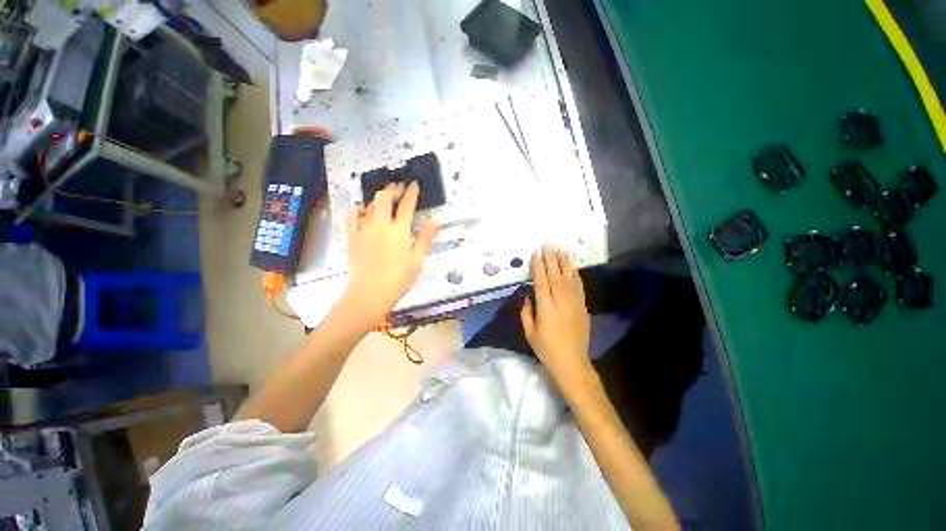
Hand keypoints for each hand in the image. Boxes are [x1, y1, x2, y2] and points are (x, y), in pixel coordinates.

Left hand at [343, 182, 438, 324]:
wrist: (370, 293)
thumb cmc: (399, 279)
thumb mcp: (417, 260)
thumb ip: (425, 238)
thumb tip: (435, 221)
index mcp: (399, 231)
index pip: (406, 206)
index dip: (412, 193)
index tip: (414, 185)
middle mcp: (380, 225)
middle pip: (384, 198)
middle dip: (392, 189)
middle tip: (399, 188)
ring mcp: (363, 230)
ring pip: (369, 205)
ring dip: (378, 198)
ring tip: (384, 198)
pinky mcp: (352, 238)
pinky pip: (351, 217)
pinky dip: (357, 209)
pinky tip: (362, 209)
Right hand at [521, 245, 592, 390]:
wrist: (572, 362)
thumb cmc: (546, 348)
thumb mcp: (529, 332)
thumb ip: (526, 311)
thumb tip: (527, 295)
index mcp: (546, 309)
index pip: (541, 282)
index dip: (538, 266)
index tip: (536, 253)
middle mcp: (561, 302)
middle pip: (556, 275)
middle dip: (552, 258)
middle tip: (549, 243)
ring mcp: (575, 303)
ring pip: (569, 278)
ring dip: (564, 262)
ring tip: (560, 249)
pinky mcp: (583, 307)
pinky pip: (579, 286)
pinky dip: (575, 274)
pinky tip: (571, 266)